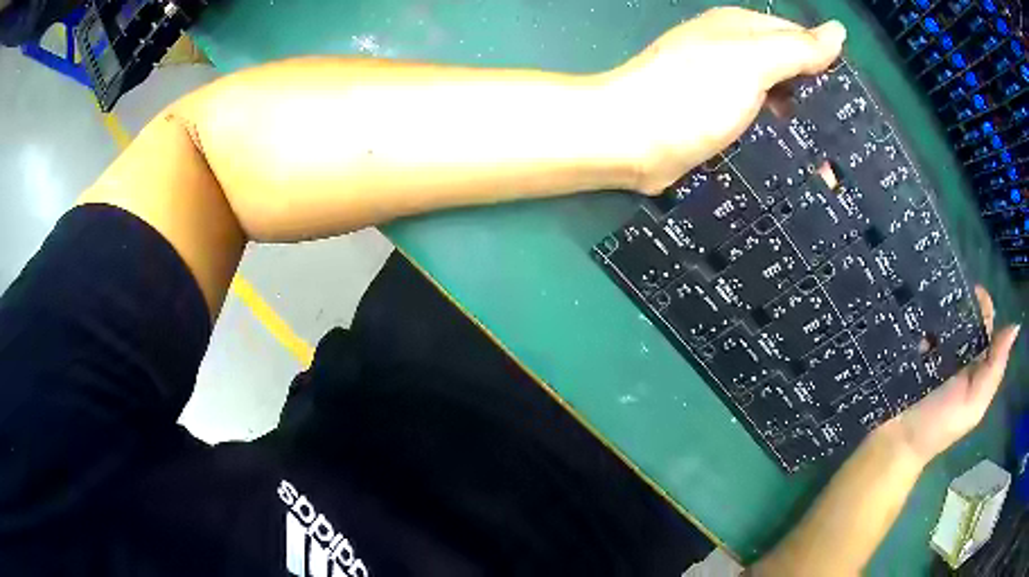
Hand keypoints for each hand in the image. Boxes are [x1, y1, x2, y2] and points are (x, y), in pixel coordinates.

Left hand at [603, 7, 846, 193]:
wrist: (629, 138)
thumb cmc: (692, 93)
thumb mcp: (751, 61)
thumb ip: (796, 48)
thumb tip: (838, 32)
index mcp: (740, 28)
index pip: (797, 38)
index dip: (828, 66)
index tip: (856, 104)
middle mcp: (731, 52)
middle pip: (787, 70)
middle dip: (818, 102)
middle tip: (849, 143)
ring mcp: (722, 87)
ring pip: (775, 100)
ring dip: (801, 128)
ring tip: (832, 164)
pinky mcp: (714, 121)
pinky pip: (757, 126)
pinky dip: (778, 142)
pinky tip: (797, 166)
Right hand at [892, 286, 1019, 462]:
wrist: (895, 444)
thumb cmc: (938, 426)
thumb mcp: (974, 403)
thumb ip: (995, 369)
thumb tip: (1015, 325)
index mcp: (976, 360)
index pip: (985, 321)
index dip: (982, 304)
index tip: (972, 291)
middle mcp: (958, 349)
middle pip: (964, 312)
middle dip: (959, 297)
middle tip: (947, 289)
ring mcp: (933, 346)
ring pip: (941, 312)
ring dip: (938, 299)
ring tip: (928, 287)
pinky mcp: (910, 346)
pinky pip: (918, 320)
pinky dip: (919, 309)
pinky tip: (913, 301)